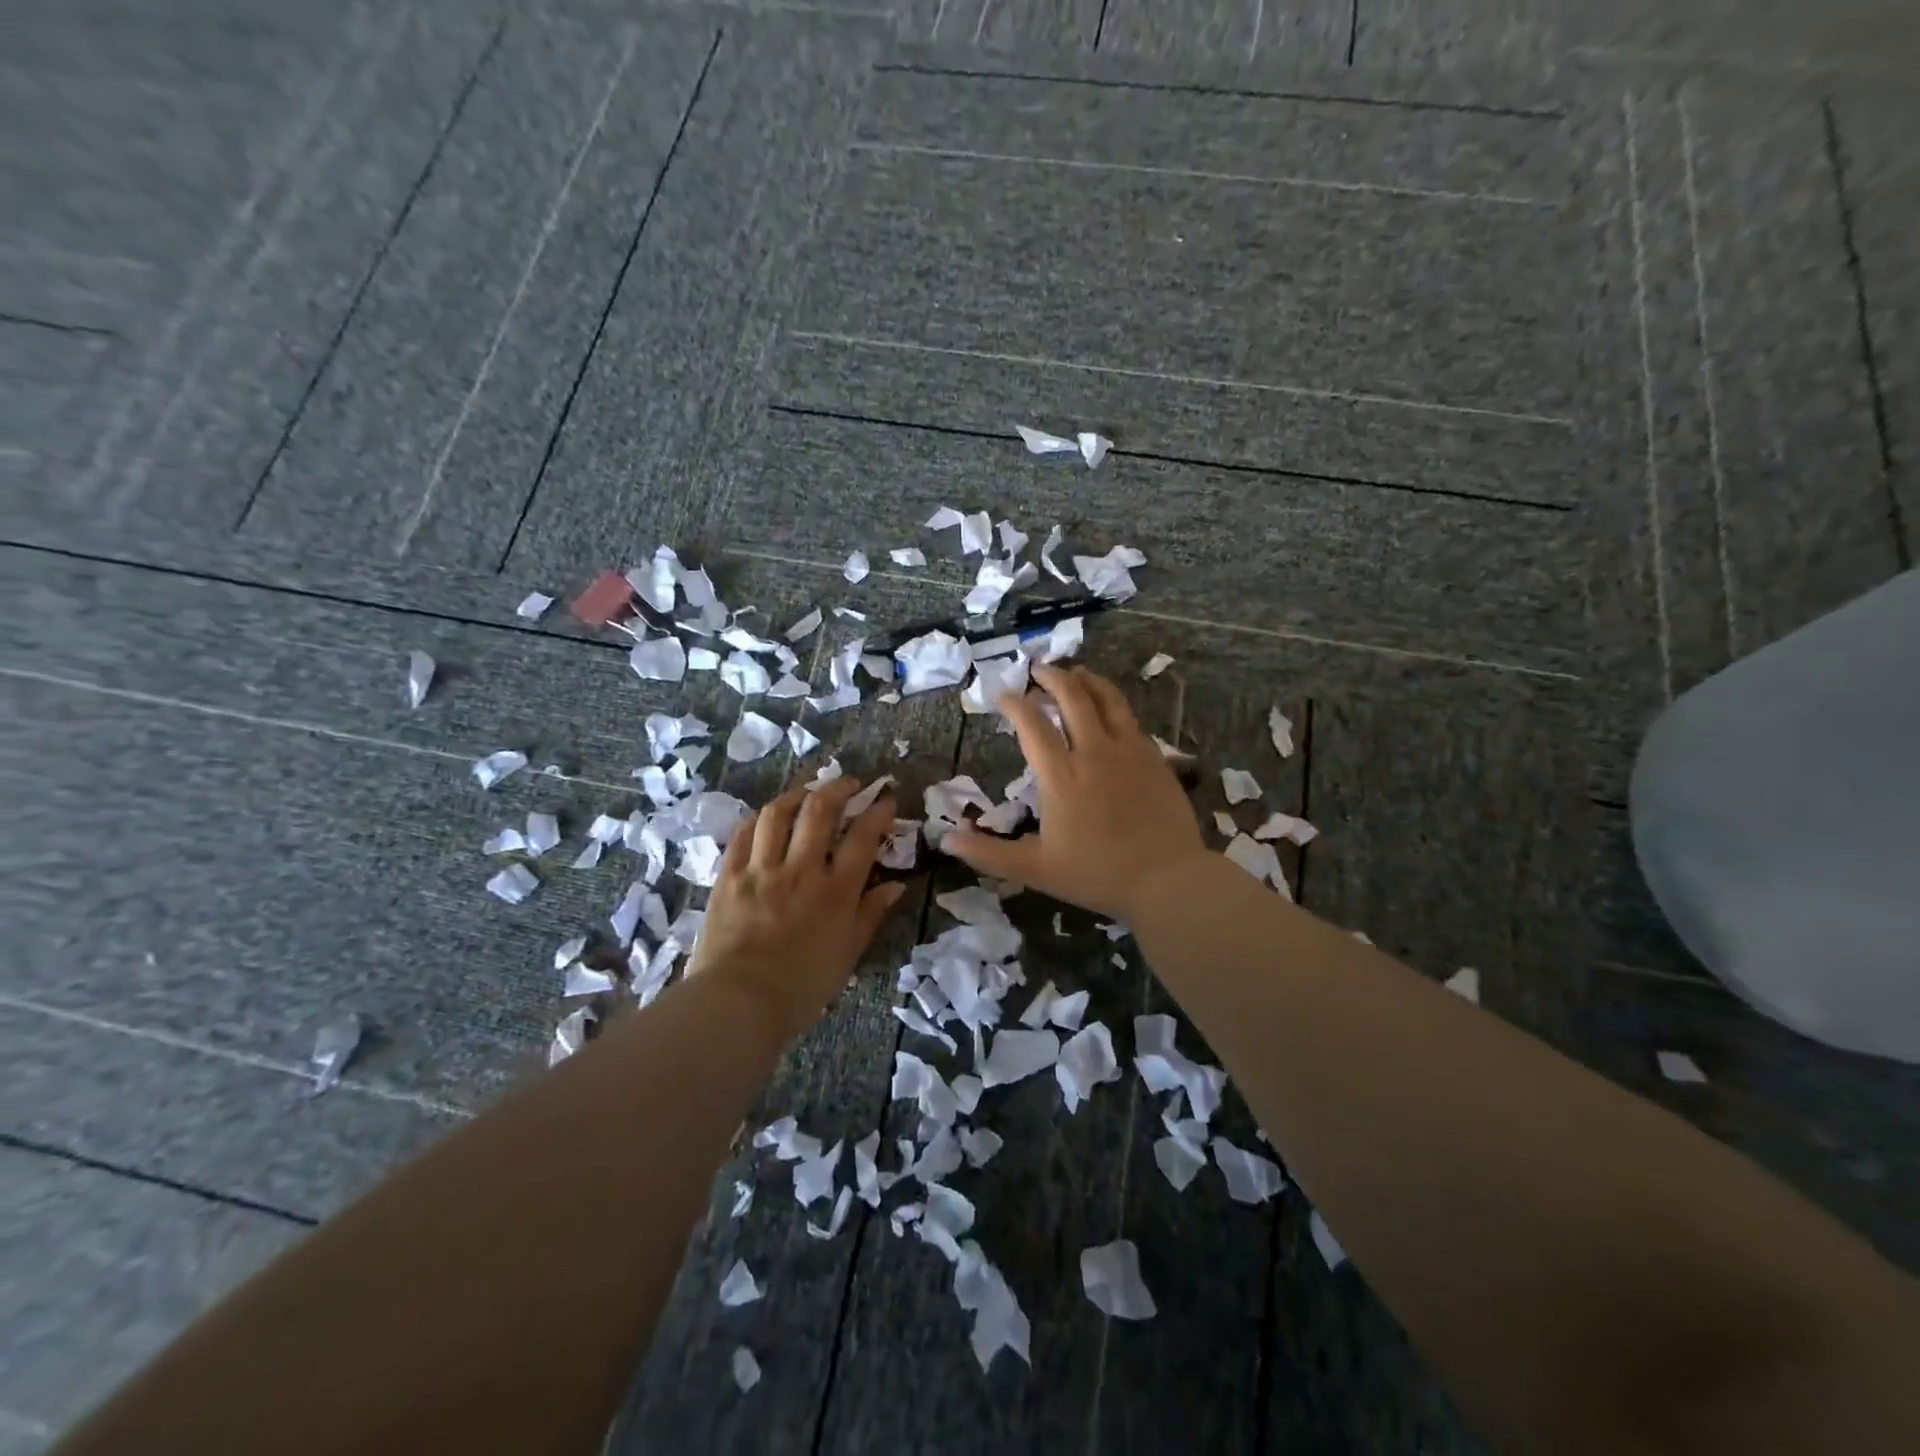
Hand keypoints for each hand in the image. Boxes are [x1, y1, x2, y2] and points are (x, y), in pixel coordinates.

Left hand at [688, 776, 906, 1040]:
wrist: (738, 1003)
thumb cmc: (802, 986)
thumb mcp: (848, 954)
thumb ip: (871, 914)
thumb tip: (897, 886)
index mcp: (836, 891)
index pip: (863, 837)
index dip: (878, 812)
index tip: (885, 798)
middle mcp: (801, 869)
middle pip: (820, 811)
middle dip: (839, 788)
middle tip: (849, 783)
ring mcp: (761, 869)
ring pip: (778, 813)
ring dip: (796, 794)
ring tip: (806, 792)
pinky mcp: (730, 876)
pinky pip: (742, 834)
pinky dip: (758, 819)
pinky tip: (765, 818)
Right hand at [944, 664, 1209, 919]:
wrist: (1167, 880)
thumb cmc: (1097, 875)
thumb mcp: (1035, 870)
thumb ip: (988, 853)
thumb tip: (945, 840)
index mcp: (1061, 775)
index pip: (1032, 725)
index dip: (1015, 704)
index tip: (1002, 694)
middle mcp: (1094, 752)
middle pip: (1072, 697)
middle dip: (1051, 677)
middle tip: (1037, 668)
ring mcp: (1129, 751)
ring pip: (1107, 699)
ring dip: (1086, 680)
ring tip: (1074, 672)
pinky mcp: (1155, 757)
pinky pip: (1130, 718)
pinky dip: (1114, 703)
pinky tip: (1110, 708)